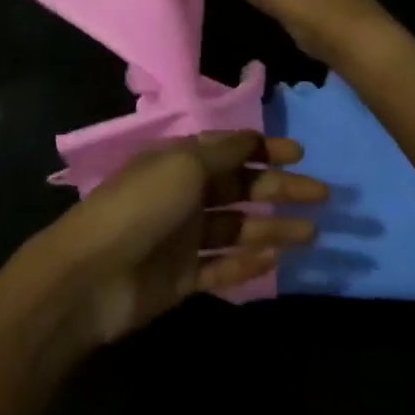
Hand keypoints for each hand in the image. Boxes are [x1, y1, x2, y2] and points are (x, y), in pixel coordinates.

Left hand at [38, 131, 325, 346]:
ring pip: (237, 229)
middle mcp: (184, 195)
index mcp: (180, 161)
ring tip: (311, 233)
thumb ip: (221, 154)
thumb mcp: (183, 166)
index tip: (300, 154)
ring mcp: (183, 238)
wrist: (93, 273)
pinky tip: (276, 260)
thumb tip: (252, 137)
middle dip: (280, 189)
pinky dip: (248, 263)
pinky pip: (223, 267)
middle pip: (240, 189)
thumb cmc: (141, 206)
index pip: (229, 150)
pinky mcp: (183, 277)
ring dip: (273, 228)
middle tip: (322, 196)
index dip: (264, 149)